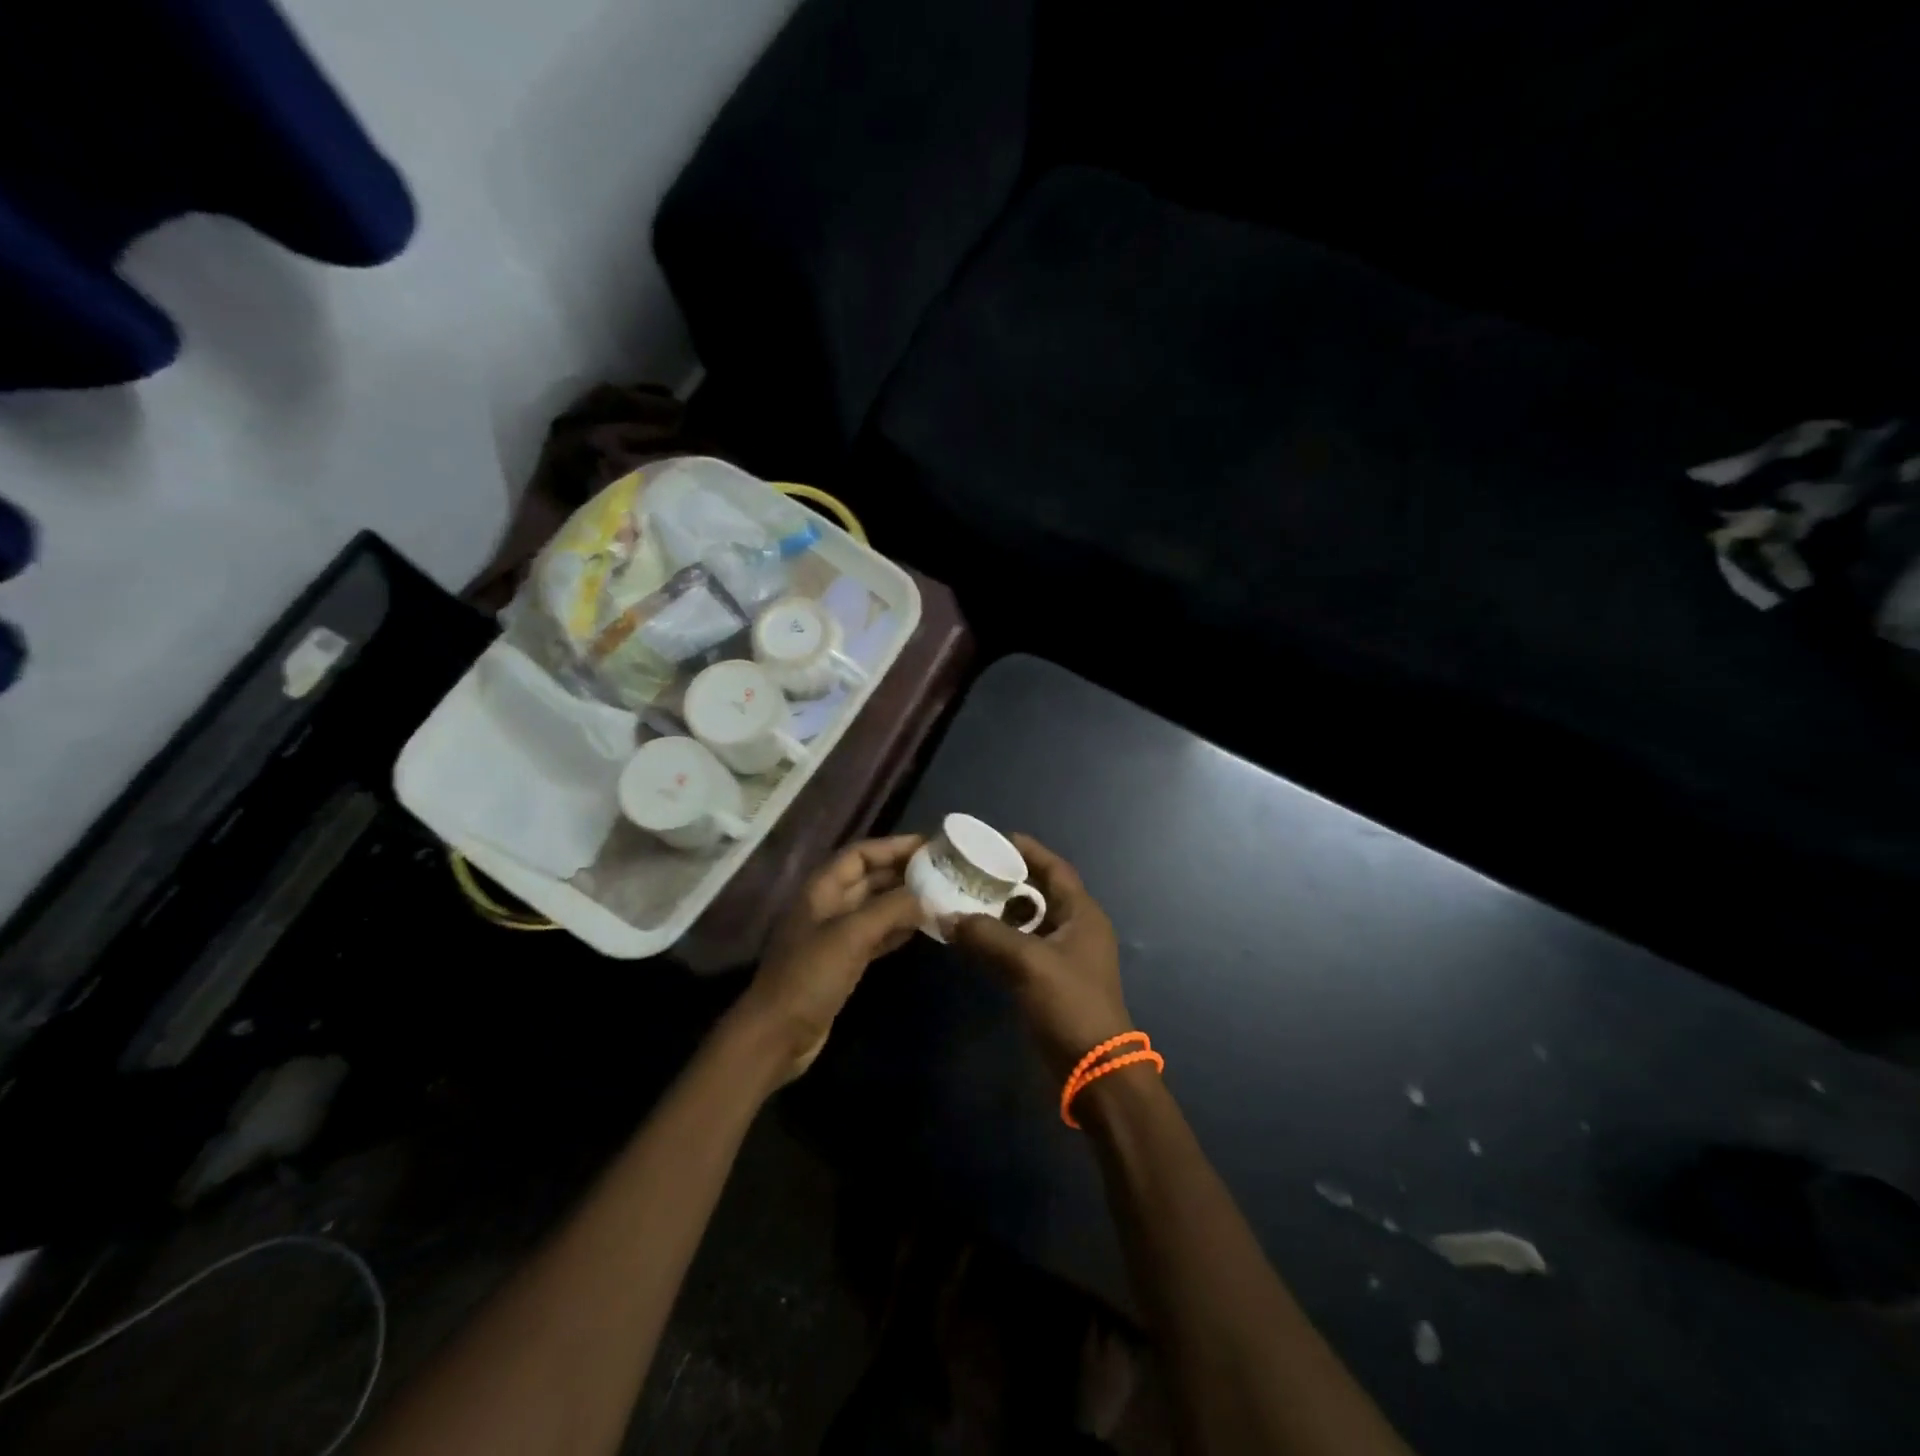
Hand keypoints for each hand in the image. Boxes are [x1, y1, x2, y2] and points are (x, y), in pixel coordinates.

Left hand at [734, 834, 926, 1082]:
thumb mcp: (851, 935)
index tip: (930, 846)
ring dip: (904, 901)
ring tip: (940, 896)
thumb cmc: (809, 976)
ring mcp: (834, 936)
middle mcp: (828, 906)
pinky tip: (922, 928)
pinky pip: (875, 935)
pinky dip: (897, 929)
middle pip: (869, 878)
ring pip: (875, 907)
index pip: (860, 854)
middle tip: (943, 871)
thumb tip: (928, 896)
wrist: (777, 1036)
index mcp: (821, 889)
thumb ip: (891, 909)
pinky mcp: (842, 963)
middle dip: (903, 872)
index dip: (893, 846)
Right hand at [948, 836, 1132, 1081]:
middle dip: (1007, 880)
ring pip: (1029, 922)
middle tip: (971, 870)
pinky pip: (1023, 948)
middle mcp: (1076, 929)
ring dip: (1001, 911)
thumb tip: (948, 917)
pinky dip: (1001, 939)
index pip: (1056, 869)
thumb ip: (988, 935)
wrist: (1095, 1071)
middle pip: (1040, 892)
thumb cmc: (1071, 1005)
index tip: (994, 839)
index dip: (1028, 850)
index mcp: (1082, 915)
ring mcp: (1064, 957)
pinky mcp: (1051, 981)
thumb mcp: (1029, 963)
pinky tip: (973, 939)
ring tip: (965, 899)